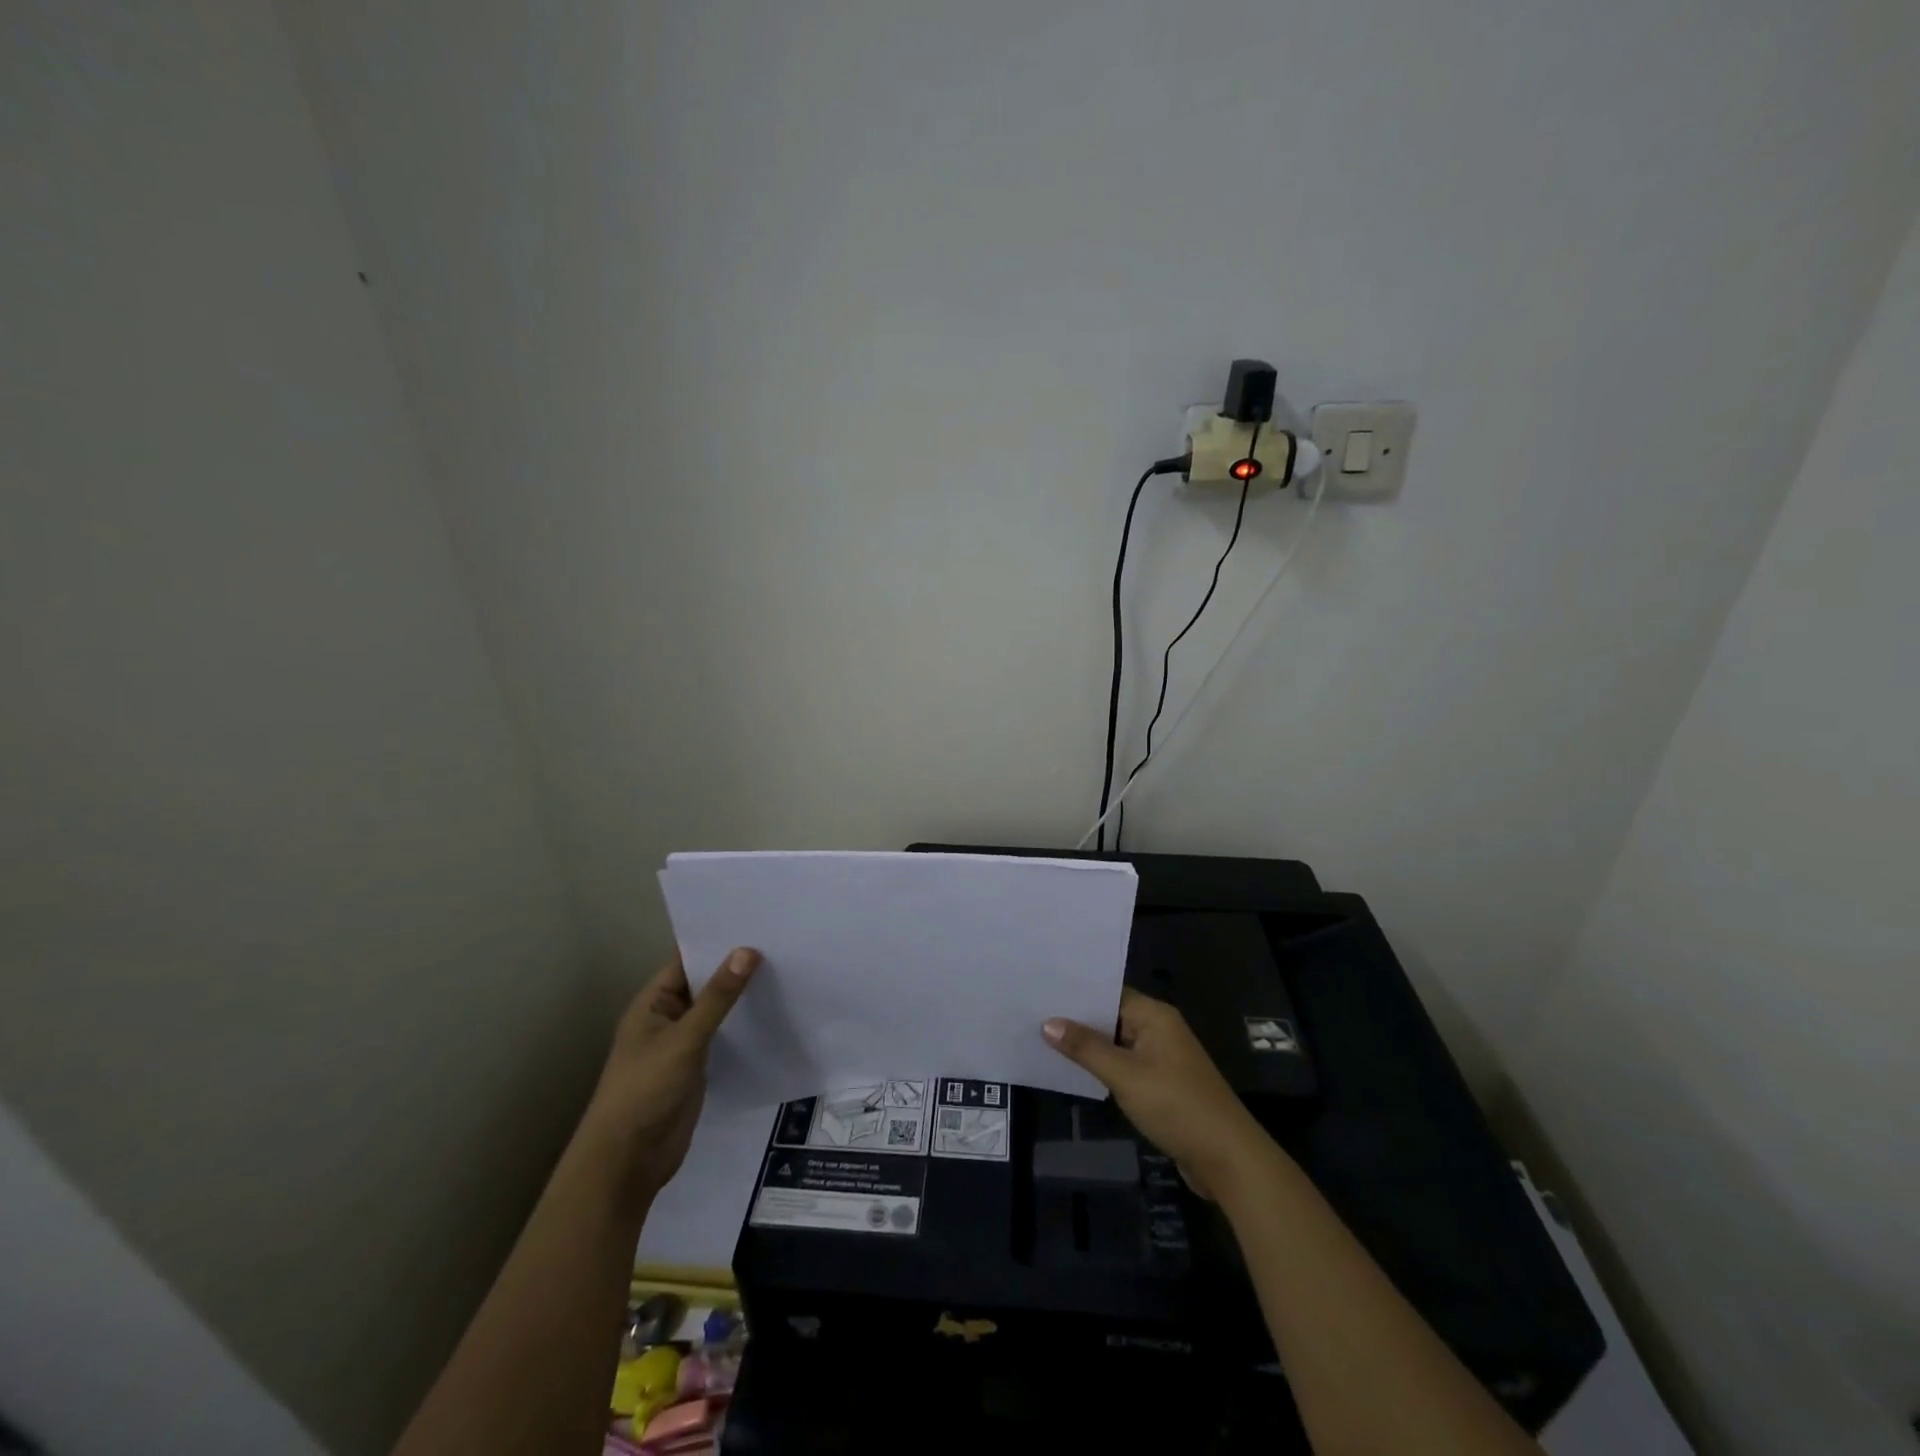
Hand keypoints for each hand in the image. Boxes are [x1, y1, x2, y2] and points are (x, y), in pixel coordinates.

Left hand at [584, 947, 759, 1199]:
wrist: (628, 1162)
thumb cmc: (645, 1090)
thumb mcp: (684, 1039)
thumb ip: (718, 997)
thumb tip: (747, 950)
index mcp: (652, 1003)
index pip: (686, 960)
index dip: (716, 942)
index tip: (755, 922)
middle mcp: (667, 1018)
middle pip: (704, 984)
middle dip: (735, 968)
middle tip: (781, 943)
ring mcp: (682, 1045)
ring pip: (716, 1011)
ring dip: (742, 997)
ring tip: (786, 971)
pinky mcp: (697, 1068)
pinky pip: (723, 1037)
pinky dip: (743, 1026)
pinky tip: (773, 1014)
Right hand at [1044, 989, 1270, 1196]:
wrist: (1227, 1159)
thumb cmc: (1176, 1105)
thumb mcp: (1125, 1075)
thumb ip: (1086, 1048)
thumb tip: (1048, 1023)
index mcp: (1155, 1016)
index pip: (1110, 992)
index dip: (1077, 993)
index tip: (1042, 990)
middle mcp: (1160, 1030)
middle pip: (1112, 1016)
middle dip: (1078, 1020)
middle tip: (1033, 1014)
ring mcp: (1162, 1058)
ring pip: (1117, 1044)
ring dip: (1089, 1046)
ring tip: (1043, 1039)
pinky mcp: (1163, 1085)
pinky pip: (1126, 1066)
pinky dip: (1104, 1068)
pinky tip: (1075, 1071)